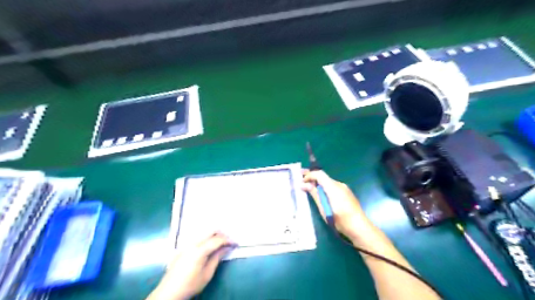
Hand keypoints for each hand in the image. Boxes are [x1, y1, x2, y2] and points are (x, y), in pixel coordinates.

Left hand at [148, 232, 235, 299]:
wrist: (169, 292)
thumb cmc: (191, 285)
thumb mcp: (207, 273)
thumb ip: (217, 258)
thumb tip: (227, 248)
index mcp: (200, 250)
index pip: (217, 239)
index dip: (228, 240)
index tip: (236, 243)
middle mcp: (193, 243)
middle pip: (210, 230)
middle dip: (222, 234)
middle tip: (229, 241)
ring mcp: (186, 243)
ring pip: (204, 232)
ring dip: (214, 234)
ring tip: (221, 242)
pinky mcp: (183, 246)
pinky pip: (197, 236)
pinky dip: (206, 237)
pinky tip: (209, 244)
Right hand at [303, 170, 372, 240]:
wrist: (359, 227)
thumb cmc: (340, 220)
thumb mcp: (324, 208)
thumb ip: (315, 194)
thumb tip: (303, 184)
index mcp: (333, 187)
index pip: (319, 174)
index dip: (309, 175)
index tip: (301, 181)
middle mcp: (339, 184)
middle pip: (323, 177)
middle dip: (312, 177)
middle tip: (301, 177)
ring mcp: (344, 188)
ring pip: (328, 182)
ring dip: (318, 183)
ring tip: (309, 188)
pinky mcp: (346, 193)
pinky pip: (333, 187)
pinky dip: (325, 188)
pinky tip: (321, 194)